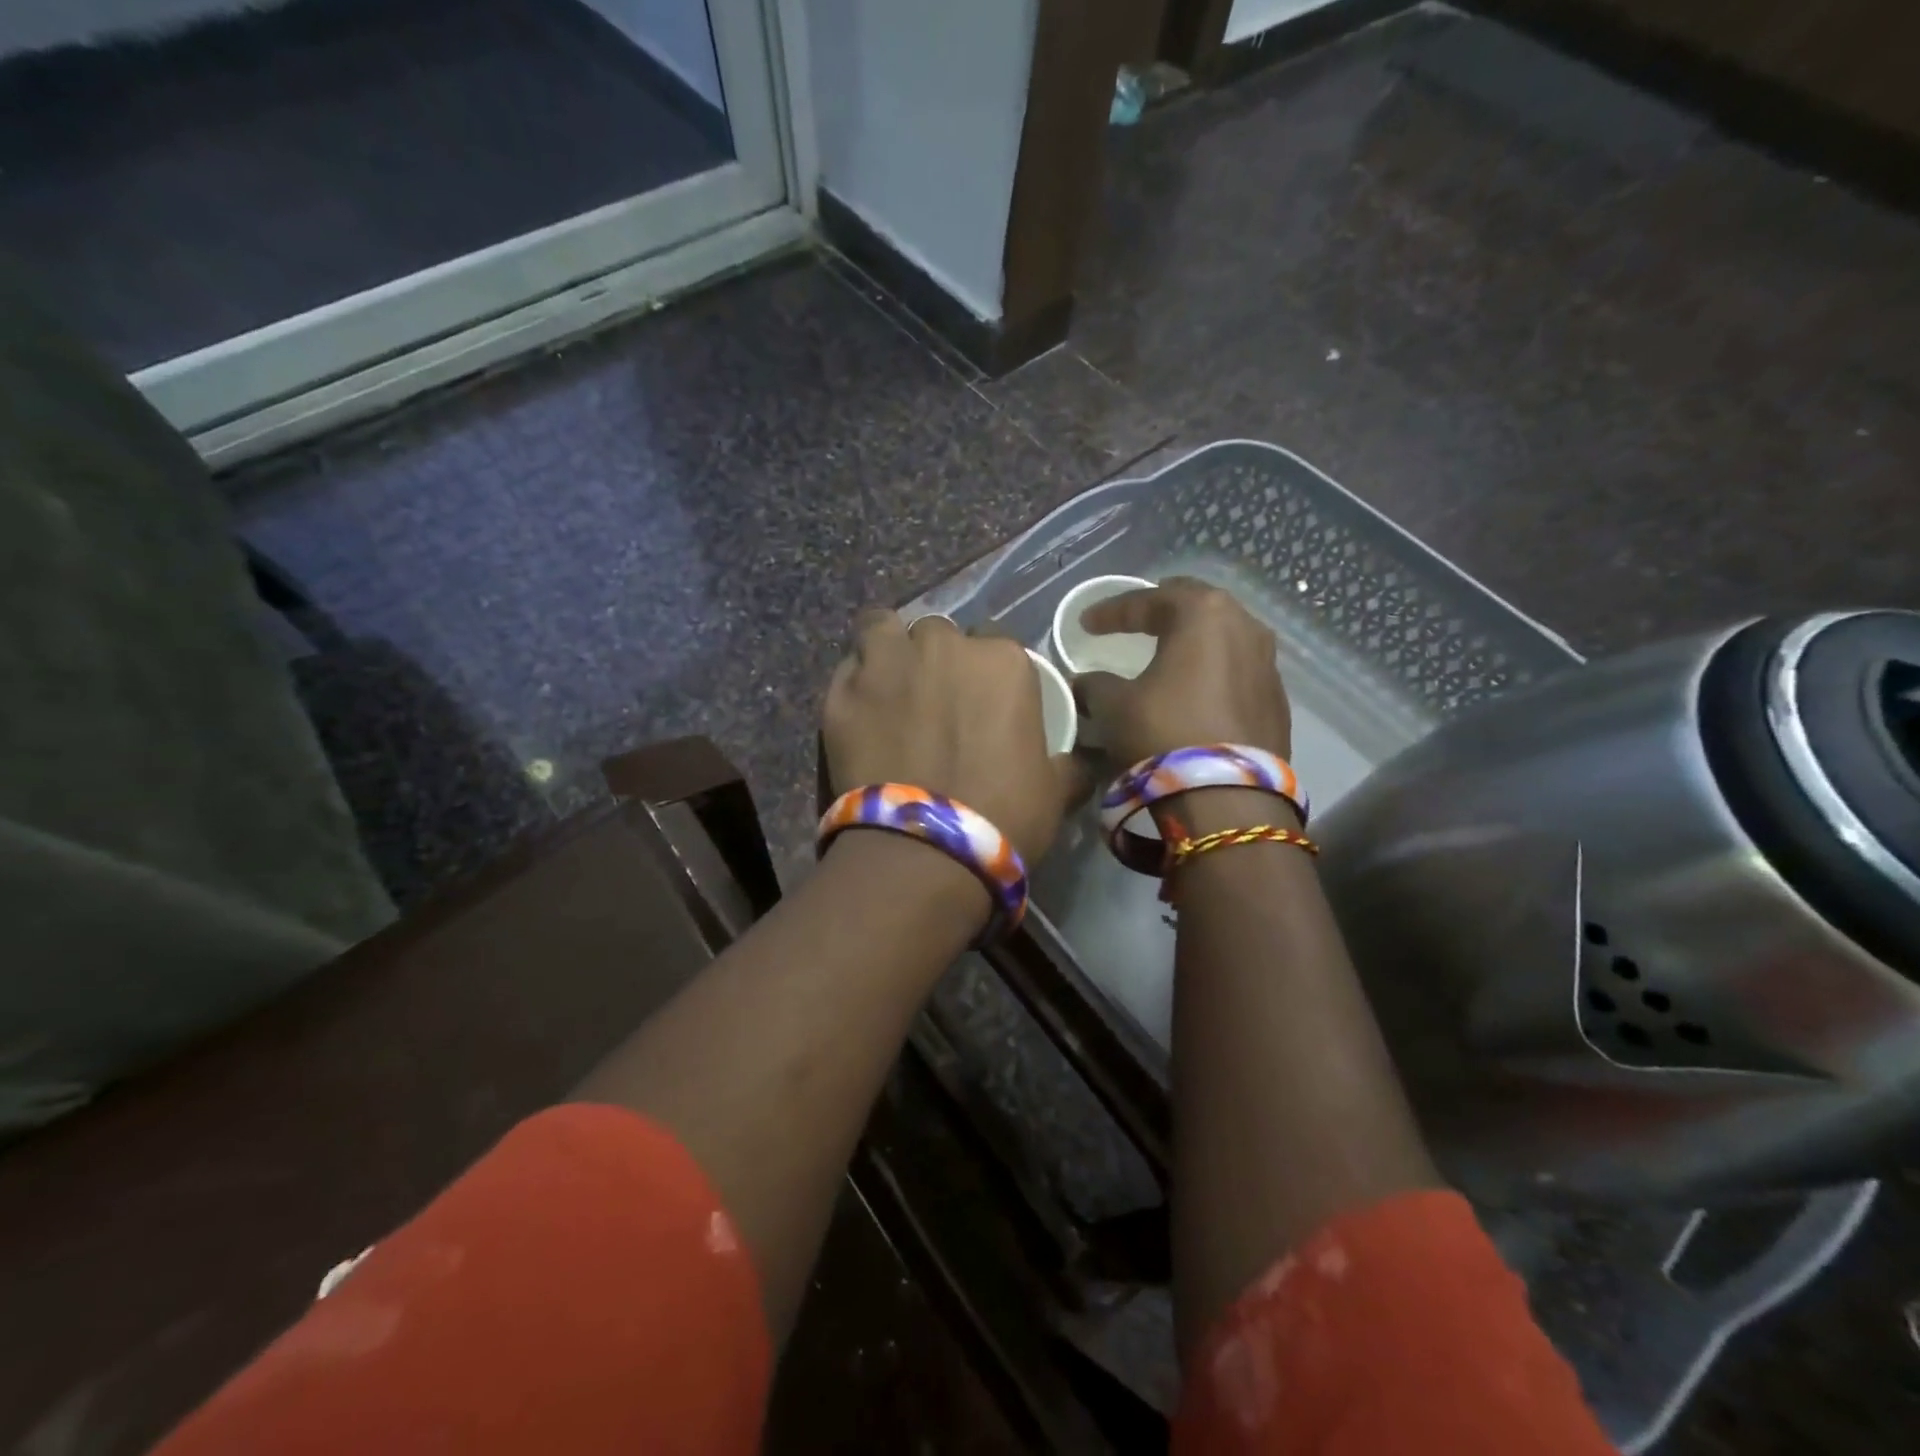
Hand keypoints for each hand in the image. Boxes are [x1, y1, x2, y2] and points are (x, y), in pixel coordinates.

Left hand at [823, 611, 1083, 863]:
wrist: (924, 852)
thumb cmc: (1002, 817)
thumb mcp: (1054, 792)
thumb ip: (1070, 765)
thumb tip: (1084, 763)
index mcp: (1001, 661)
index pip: (995, 641)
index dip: (986, 671)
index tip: (982, 701)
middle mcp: (942, 646)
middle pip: (938, 633)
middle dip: (937, 658)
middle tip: (934, 700)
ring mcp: (886, 664)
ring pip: (883, 628)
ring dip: (889, 648)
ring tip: (889, 684)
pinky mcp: (841, 693)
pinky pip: (848, 668)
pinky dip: (855, 682)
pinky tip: (859, 711)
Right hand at [1074, 578, 1291, 766]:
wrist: (1227, 799)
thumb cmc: (1163, 732)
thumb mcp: (1115, 705)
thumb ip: (1096, 685)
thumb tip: (1086, 683)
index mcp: (1203, 613)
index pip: (1150, 599)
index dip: (1113, 610)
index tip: (1087, 623)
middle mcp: (1245, 627)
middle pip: (1196, 607)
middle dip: (1162, 612)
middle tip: (1135, 620)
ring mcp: (1268, 664)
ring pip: (1223, 638)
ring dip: (1192, 642)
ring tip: (1167, 653)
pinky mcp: (1277, 701)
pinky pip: (1237, 672)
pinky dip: (1211, 673)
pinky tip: (1194, 691)